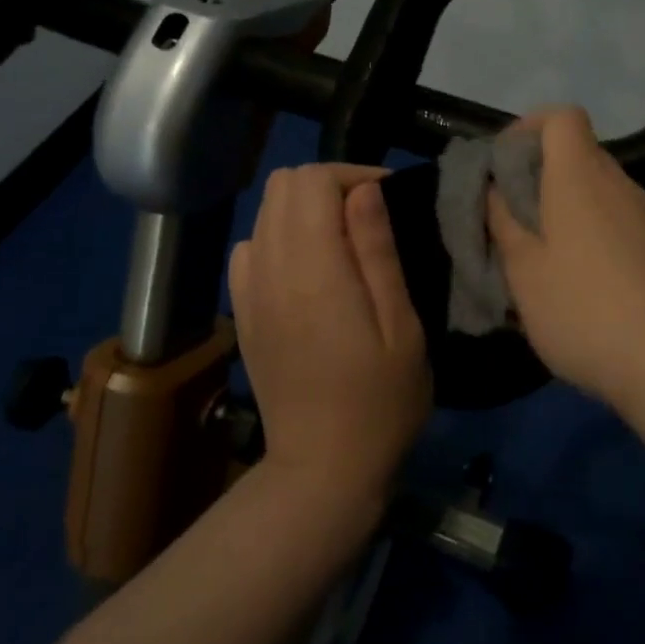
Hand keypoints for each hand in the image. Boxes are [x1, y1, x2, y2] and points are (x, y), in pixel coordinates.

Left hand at [228, 164, 430, 502]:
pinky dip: (280, 238)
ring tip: (344, 242)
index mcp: (313, 271)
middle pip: (283, 186)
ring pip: (265, 212)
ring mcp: (249, 292)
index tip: (388, 199)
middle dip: (329, 185)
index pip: (312, 181)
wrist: (323, 468)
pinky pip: (251, 248)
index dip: (353, 175)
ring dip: (305, 209)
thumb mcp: (401, 326)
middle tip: (369, 218)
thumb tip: (365, 189)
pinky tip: (309, 270)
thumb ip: (377, 252)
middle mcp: (269, 270)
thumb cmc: (381, 401)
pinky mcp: (243, 313)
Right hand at [487, 106, 644, 410]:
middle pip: (580, 156)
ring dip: (569, 213)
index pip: (562, 117)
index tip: (503, 167)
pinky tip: (590, 290)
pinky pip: (624, 225)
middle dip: (541, 179)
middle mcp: (622, 186)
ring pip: (602, 195)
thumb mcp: (525, 274)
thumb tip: (496, 189)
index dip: (528, 128)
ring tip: (547, 265)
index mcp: (582, 178)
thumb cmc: (587, 313)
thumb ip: (504, 224)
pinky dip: (598, 238)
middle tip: (513, 224)